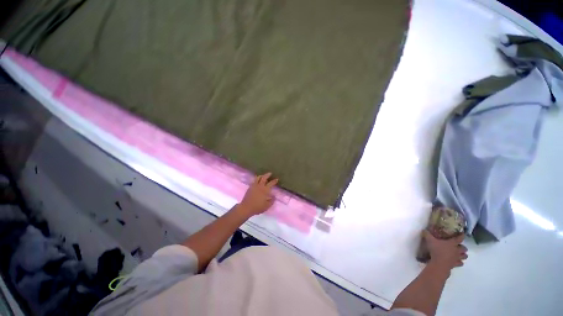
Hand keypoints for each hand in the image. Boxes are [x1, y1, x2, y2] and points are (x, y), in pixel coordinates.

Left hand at [238, 172, 277, 215]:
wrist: (246, 208)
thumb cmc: (257, 207)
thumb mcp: (267, 206)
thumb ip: (272, 201)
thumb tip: (274, 196)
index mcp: (265, 190)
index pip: (271, 183)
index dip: (274, 181)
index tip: (277, 179)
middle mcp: (260, 186)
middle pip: (264, 178)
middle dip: (267, 175)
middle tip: (270, 173)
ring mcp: (254, 186)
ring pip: (258, 178)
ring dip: (261, 176)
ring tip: (263, 176)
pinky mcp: (250, 187)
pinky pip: (254, 181)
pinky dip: (256, 179)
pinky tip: (257, 181)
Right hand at [424, 231, 467, 270]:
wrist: (440, 264)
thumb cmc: (436, 250)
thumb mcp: (430, 240)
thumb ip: (427, 234)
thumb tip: (424, 230)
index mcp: (452, 243)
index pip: (459, 238)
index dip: (461, 235)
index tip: (462, 233)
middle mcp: (457, 250)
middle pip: (464, 248)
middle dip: (463, 247)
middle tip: (459, 246)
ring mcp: (457, 258)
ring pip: (464, 256)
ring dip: (463, 255)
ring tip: (460, 254)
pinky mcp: (456, 264)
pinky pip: (460, 263)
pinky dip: (460, 262)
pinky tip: (457, 261)